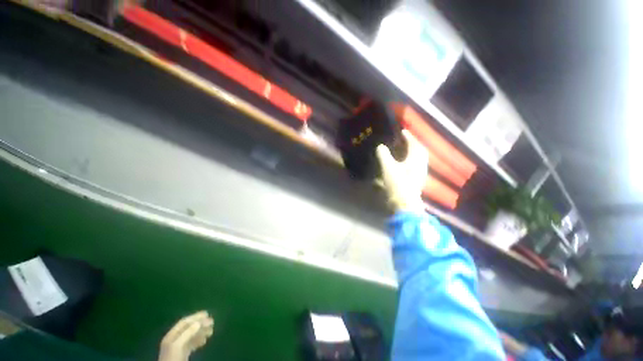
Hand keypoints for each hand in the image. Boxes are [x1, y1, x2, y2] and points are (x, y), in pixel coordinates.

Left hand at [158, 311, 213, 360]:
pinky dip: (199, 341)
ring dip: (202, 332)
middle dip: (201, 324)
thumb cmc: (172, 359)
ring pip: (192, 336)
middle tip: (212, 322)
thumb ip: (187, 334)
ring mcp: (178, 347)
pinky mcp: (183, 354)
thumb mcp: (177, 346)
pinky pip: (192, 344)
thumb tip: (198, 323)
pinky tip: (205, 341)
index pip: (184, 322)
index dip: (195, 317)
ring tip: (211, 331)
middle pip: (189, 328)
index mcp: (171, 335)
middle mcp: (174, 339)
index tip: (207, 314)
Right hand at [376, 130, 427, 212]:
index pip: (414, 144)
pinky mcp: (418, 180)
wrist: (404, 203)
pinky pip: (417, 165)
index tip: (402, 131)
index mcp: (416, 159)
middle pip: (420, 151)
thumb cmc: (397, 183)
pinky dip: (412, 160)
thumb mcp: (388, 167)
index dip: (408, 136)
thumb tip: (380, 146)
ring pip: (420, 159)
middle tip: (405, 140)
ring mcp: (421, 173)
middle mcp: (421, 165)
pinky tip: (405, 163)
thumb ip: (383, 155)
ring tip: (404, 150)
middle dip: (413, 143)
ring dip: (413, 152)